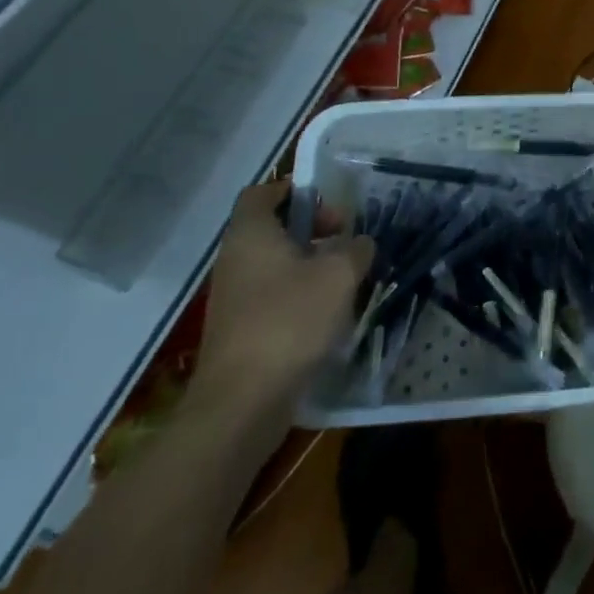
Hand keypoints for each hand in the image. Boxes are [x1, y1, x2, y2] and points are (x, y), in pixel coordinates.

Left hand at [193, 179, 372, 424]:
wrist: (241, 404)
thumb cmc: (289, 321)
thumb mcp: (339, 275)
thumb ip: (356, 249)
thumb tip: (360, 244)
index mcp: (250, 234)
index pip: (262, 192)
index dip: (294, 190)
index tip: (328, 204)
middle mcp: (234, 259)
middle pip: (271, 227)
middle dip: (311, 228)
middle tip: (344, 241)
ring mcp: (233, 298)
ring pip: (274, 264)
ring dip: (309, 264)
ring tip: (344, 279)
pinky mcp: (238, 331)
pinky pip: (271, 296)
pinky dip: (298, 295)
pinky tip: (327, 314)